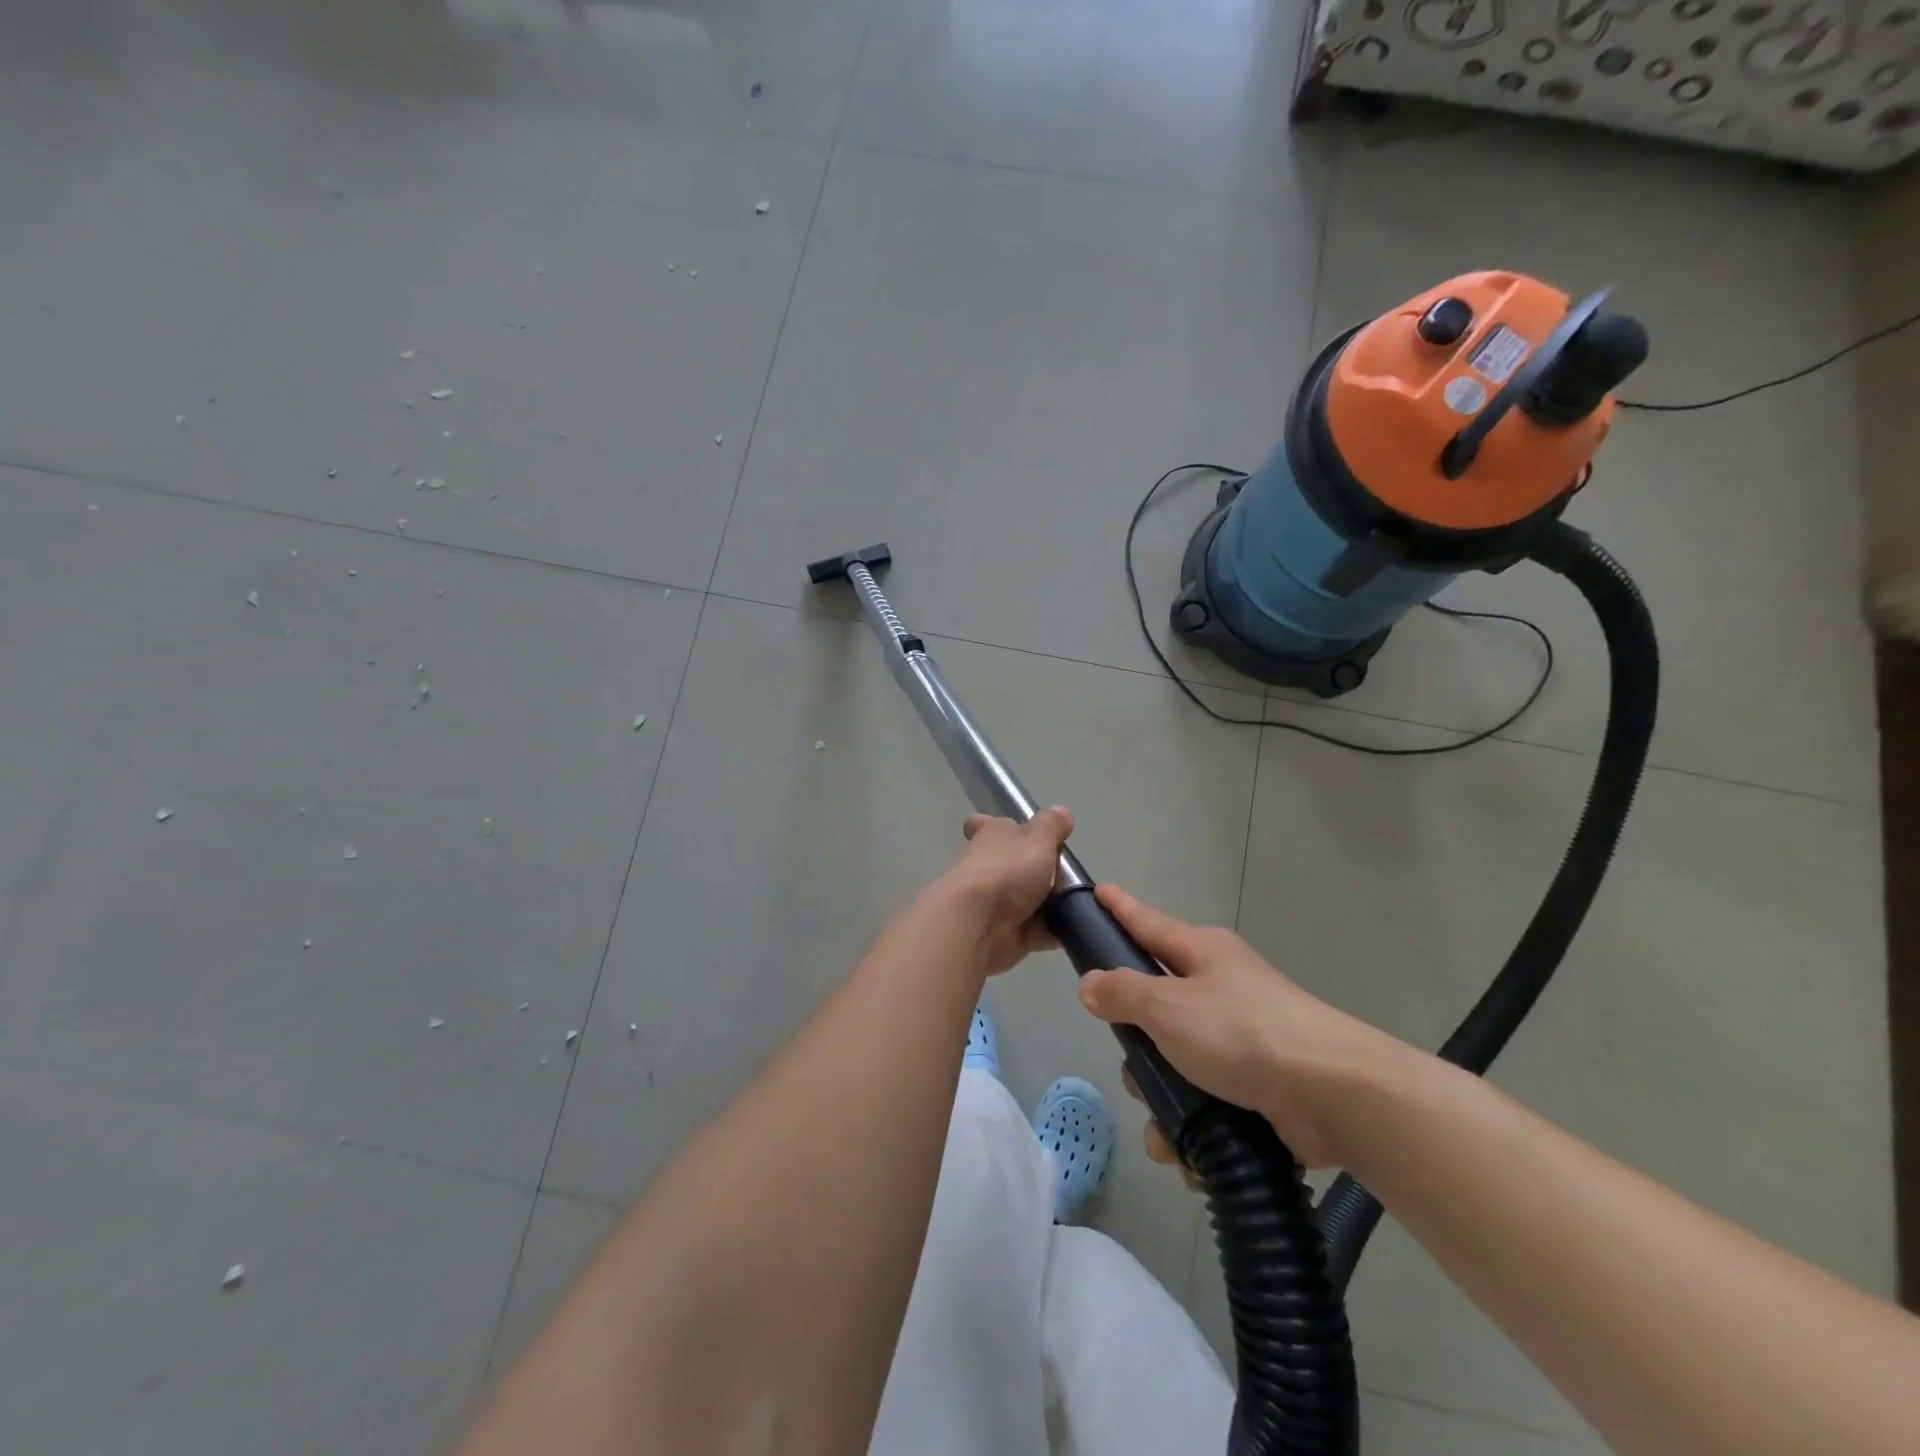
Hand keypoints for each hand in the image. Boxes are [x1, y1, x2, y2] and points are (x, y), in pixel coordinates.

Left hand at [931, 807, 1074, 976]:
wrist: (977, 924)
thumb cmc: (1006, 871)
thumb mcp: (1038, 839)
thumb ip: (1052, 826)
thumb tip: (1062, 811)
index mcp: (992, 836)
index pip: (987, 824)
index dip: (1002, 827)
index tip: (1024, 834)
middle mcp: (989, 866)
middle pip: (1013, 865)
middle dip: (1040, 871)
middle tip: (1071, 876)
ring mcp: (994, 902)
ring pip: (1027, 899)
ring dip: (1050, 903)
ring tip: (1082, 902)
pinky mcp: (1005, 934)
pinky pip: (1035, 929)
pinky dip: (1052, 930)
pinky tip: (1076, 927)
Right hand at [1077, 883, 1419, 1168]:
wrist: (1334, 1095)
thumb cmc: (1243, 1032)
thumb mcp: (1169, 1006)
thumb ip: (1122, 992)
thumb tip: (1090, 984)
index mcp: (1201, 954)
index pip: (1147, 923)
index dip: (1119, 909)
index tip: (1097, 892)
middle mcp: (1218, 990)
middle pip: (1154, 1009)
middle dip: (1137, 1048)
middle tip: (1135, 1065)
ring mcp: (1238, 1040)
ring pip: (1174, 1064)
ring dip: (1162, 1102)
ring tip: (1168, 1131)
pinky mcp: (1254, 1088)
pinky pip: (1203, 1104)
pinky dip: (1193, 1130)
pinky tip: (1190, 1155)